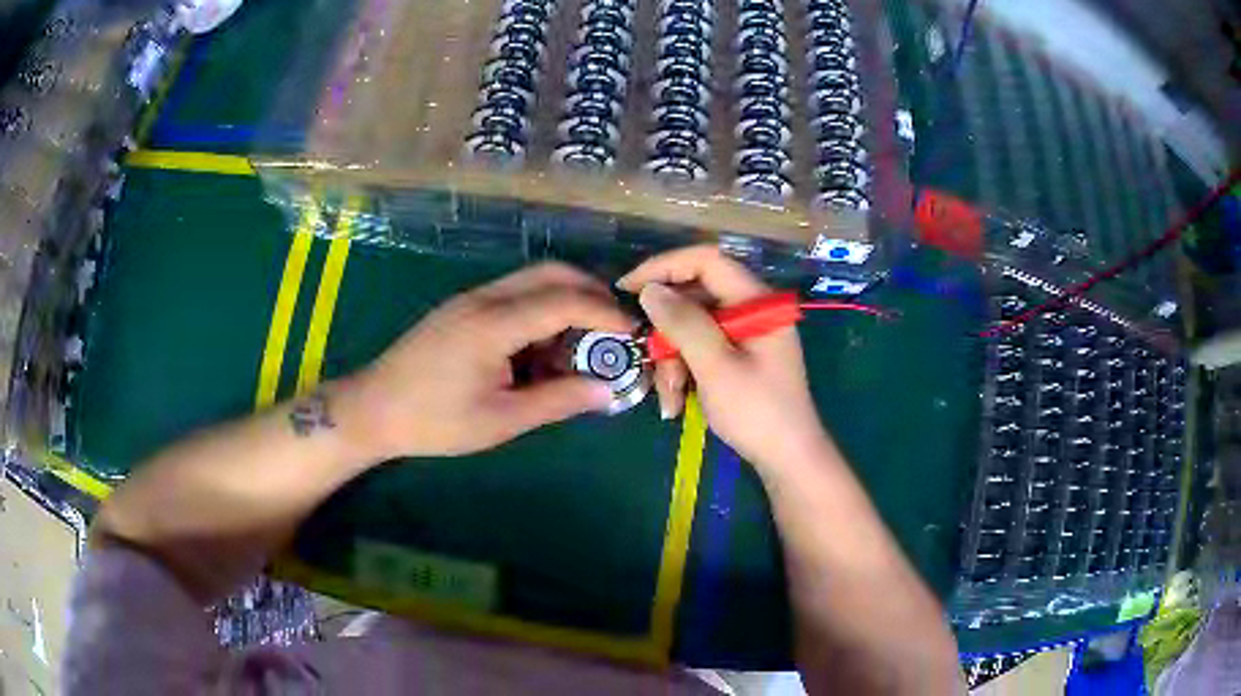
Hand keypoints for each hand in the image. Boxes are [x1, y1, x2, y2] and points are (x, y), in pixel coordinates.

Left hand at [342, 263, 634, 458]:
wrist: (373, 409)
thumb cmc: (434, 421)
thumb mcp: (500, 420)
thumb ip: (558, 401)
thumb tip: (607, 390)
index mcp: (493, 324)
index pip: (563, 300)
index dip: (604, 313)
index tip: (632, 333)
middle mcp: (484, 298)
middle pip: (550, 273)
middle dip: (591, 292)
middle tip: (614, 328)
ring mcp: (470, 299)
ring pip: (532, 281)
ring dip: (565, 302)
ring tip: (581, 345)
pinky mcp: (462, 308)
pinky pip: (513, 295)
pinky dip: (540, 311)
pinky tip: (542, 348)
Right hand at [618, 246, 831, 473]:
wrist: (787, 459)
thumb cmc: (758, 412)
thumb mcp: (716, 367)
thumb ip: (683, 324)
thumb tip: (649, 289)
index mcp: (757, 301)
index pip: (706, 260)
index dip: (664, 267)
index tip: (628, 289)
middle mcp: (752, 309)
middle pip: (694, 297)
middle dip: (668, 333)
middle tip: (652, 365)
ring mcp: (745, 333)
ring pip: (691, 327)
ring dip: (672, 360)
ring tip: (670, 399)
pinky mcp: (738, 355)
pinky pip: (700, 348)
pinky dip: (684, 370)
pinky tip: (677, 401)